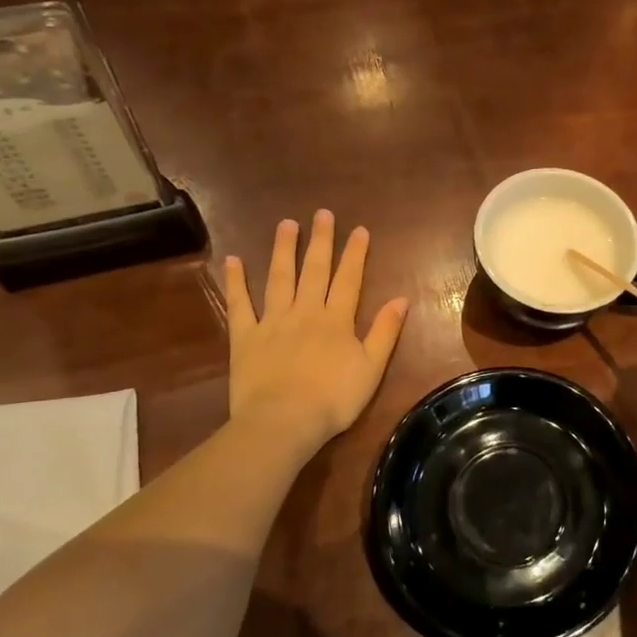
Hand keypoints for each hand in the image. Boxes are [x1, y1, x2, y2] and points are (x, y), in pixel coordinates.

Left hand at [224, 212, 408, 458]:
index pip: (348, 279)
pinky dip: (236, 282)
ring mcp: (272, 322)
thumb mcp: (371, 368)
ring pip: (279, 278)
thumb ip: (385, 332)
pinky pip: (240, 304)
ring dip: (283, 250)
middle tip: (322, 213)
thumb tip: (401, 299)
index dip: (355, 253)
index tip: (359, 229)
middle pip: (314, 270)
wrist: (283, 422)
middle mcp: (305, 312)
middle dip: (320, 241)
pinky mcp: (245, 337)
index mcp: (337, 320)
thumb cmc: (333, 399)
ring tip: (286, 224)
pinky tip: (234, 260)